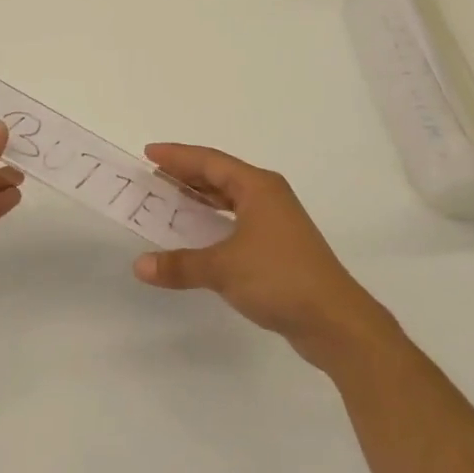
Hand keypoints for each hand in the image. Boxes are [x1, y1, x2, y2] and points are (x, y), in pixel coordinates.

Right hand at [133, 143, 398, 372]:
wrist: (334, 320)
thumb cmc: (279, 278)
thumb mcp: (223, 268)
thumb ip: (180, 264)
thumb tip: (140, 266)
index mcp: (258, 187)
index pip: (210, 161)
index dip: (177, 156)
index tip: (148, 153)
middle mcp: (268, 196)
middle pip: (220, 176)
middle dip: (186, 175)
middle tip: (153, 177)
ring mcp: (277, 222)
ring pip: (231, 199)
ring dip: (201, 198)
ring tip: (170, 200)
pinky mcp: (279, 247)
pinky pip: (237, 221)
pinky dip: (214, 221)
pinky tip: (199, 234)